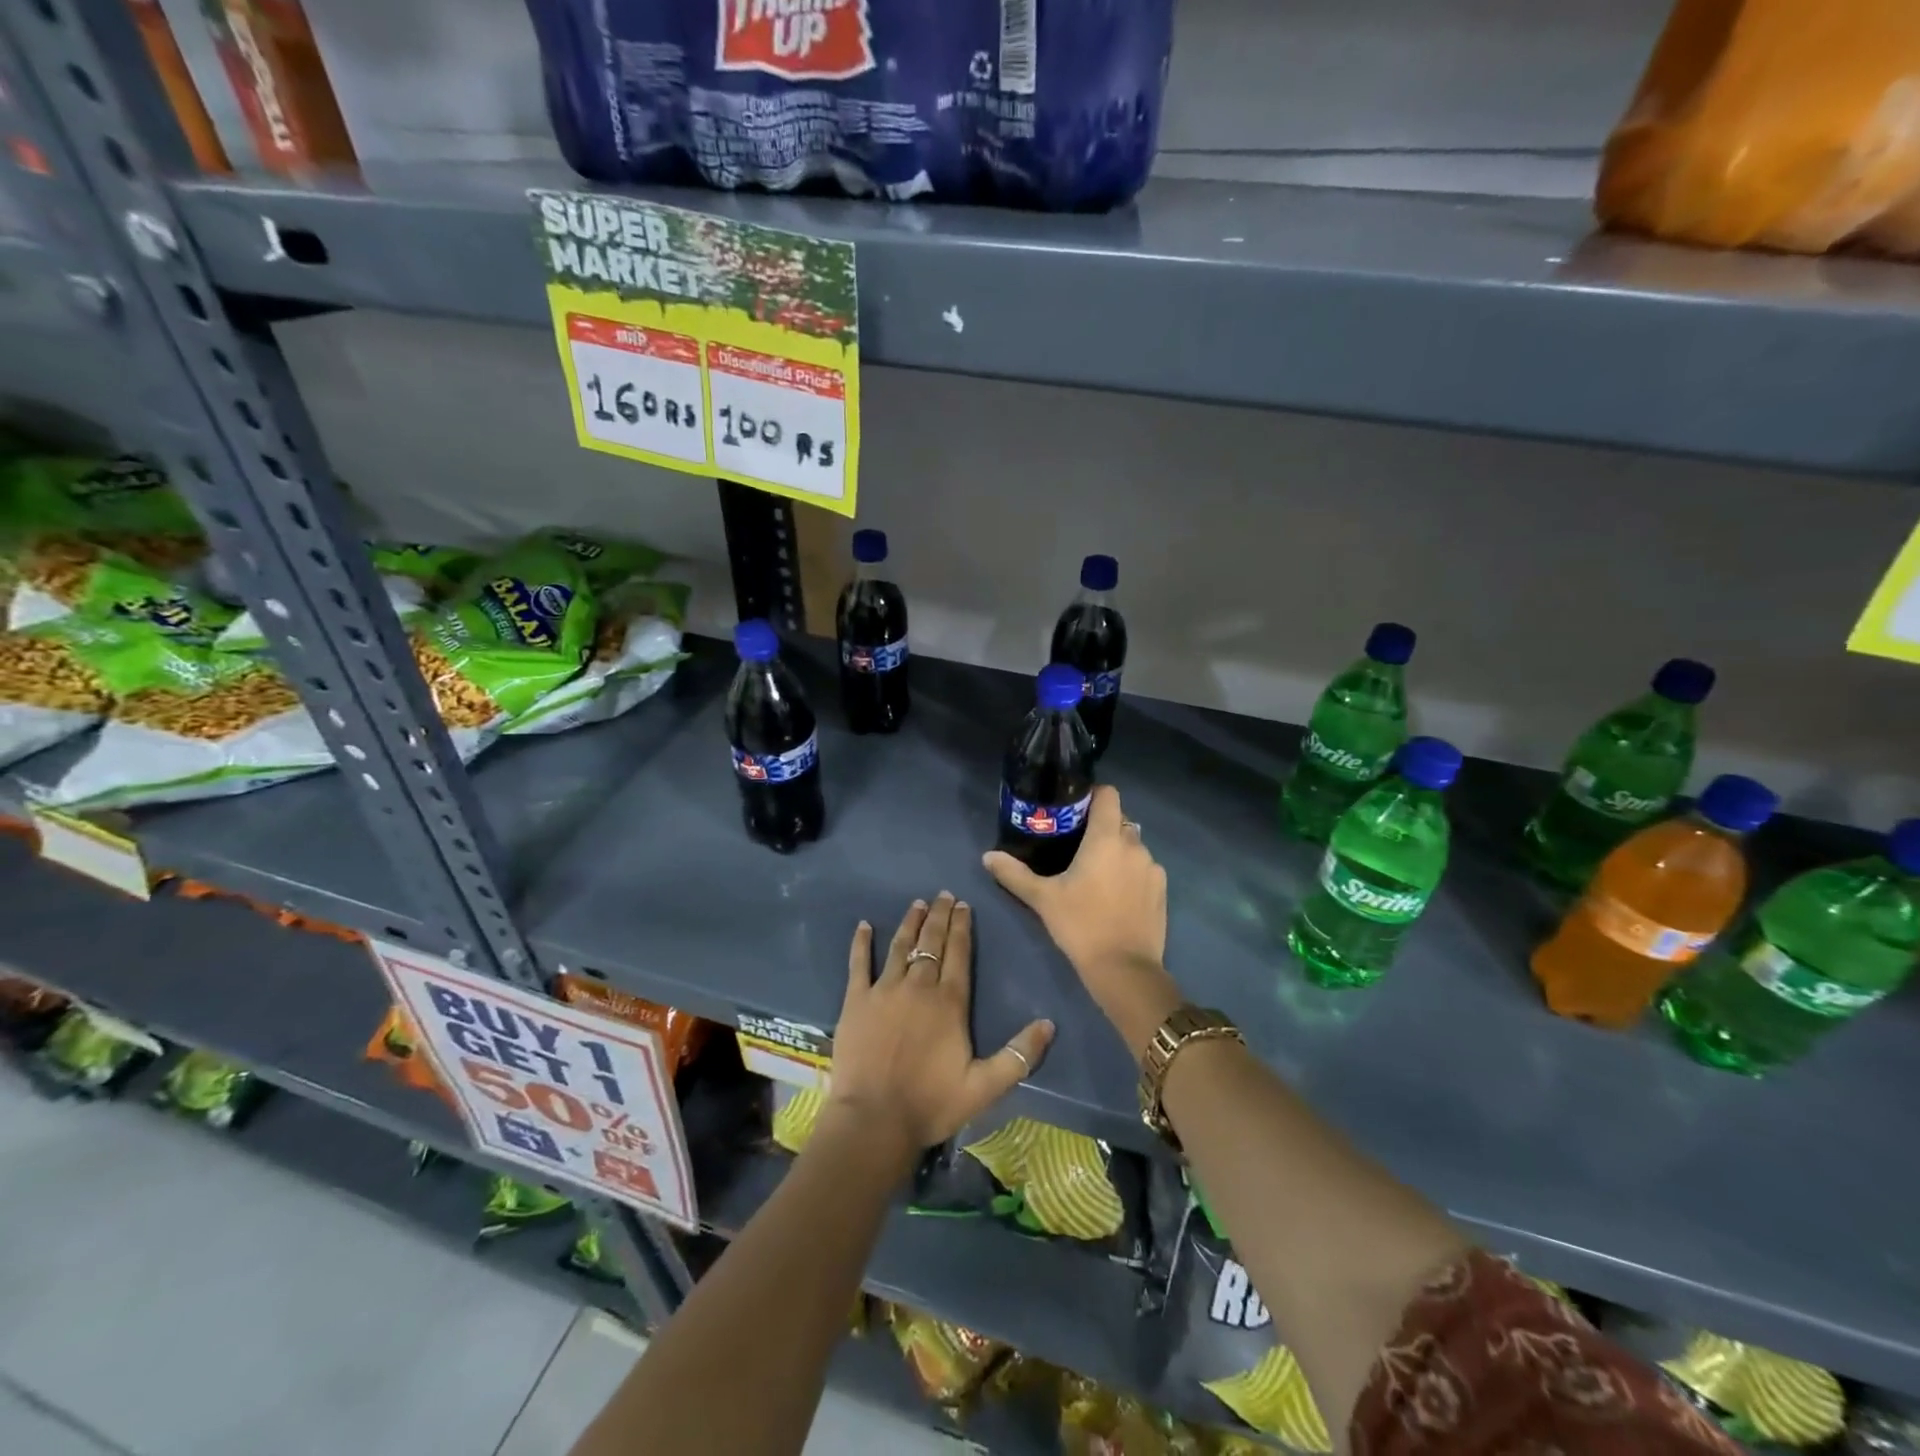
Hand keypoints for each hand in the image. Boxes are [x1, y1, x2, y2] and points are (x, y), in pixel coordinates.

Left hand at [826, 892, 1054, 1160]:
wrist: (874, 1120)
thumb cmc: (931, 1103)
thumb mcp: (985, 1087)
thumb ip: (1019, 1055)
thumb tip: (1049, 1024)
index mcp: (950, 1002)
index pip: (959, 953)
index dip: (962, 927)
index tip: (964, 905)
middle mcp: (918, 986)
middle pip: (931, 942)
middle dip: (940, 916)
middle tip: (944, 895)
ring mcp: (884, 990)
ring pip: (900, 946)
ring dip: (910, 923)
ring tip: (917, 904)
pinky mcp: (855, 1001)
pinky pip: (859, 964)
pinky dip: (861, 943)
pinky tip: (863, 926)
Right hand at [983, 786, 1182, 1062]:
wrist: (1124, 969)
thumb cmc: (1081, 925)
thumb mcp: (1043, 899)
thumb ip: (1014, 874)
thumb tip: (988, 856)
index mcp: (1106, 838)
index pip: (1108, 795)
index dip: (1092, 795)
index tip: (1074, 809)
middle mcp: (1134, 845)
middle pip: (1119, 820)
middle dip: (1100, 827)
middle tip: (1076, 846)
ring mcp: (1152, 867)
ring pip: (1132, 845)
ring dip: (1117, 851)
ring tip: (1096, 874)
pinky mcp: (1162, 890)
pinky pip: (1144, 868)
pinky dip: (1131, 872)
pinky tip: (1116, 895)